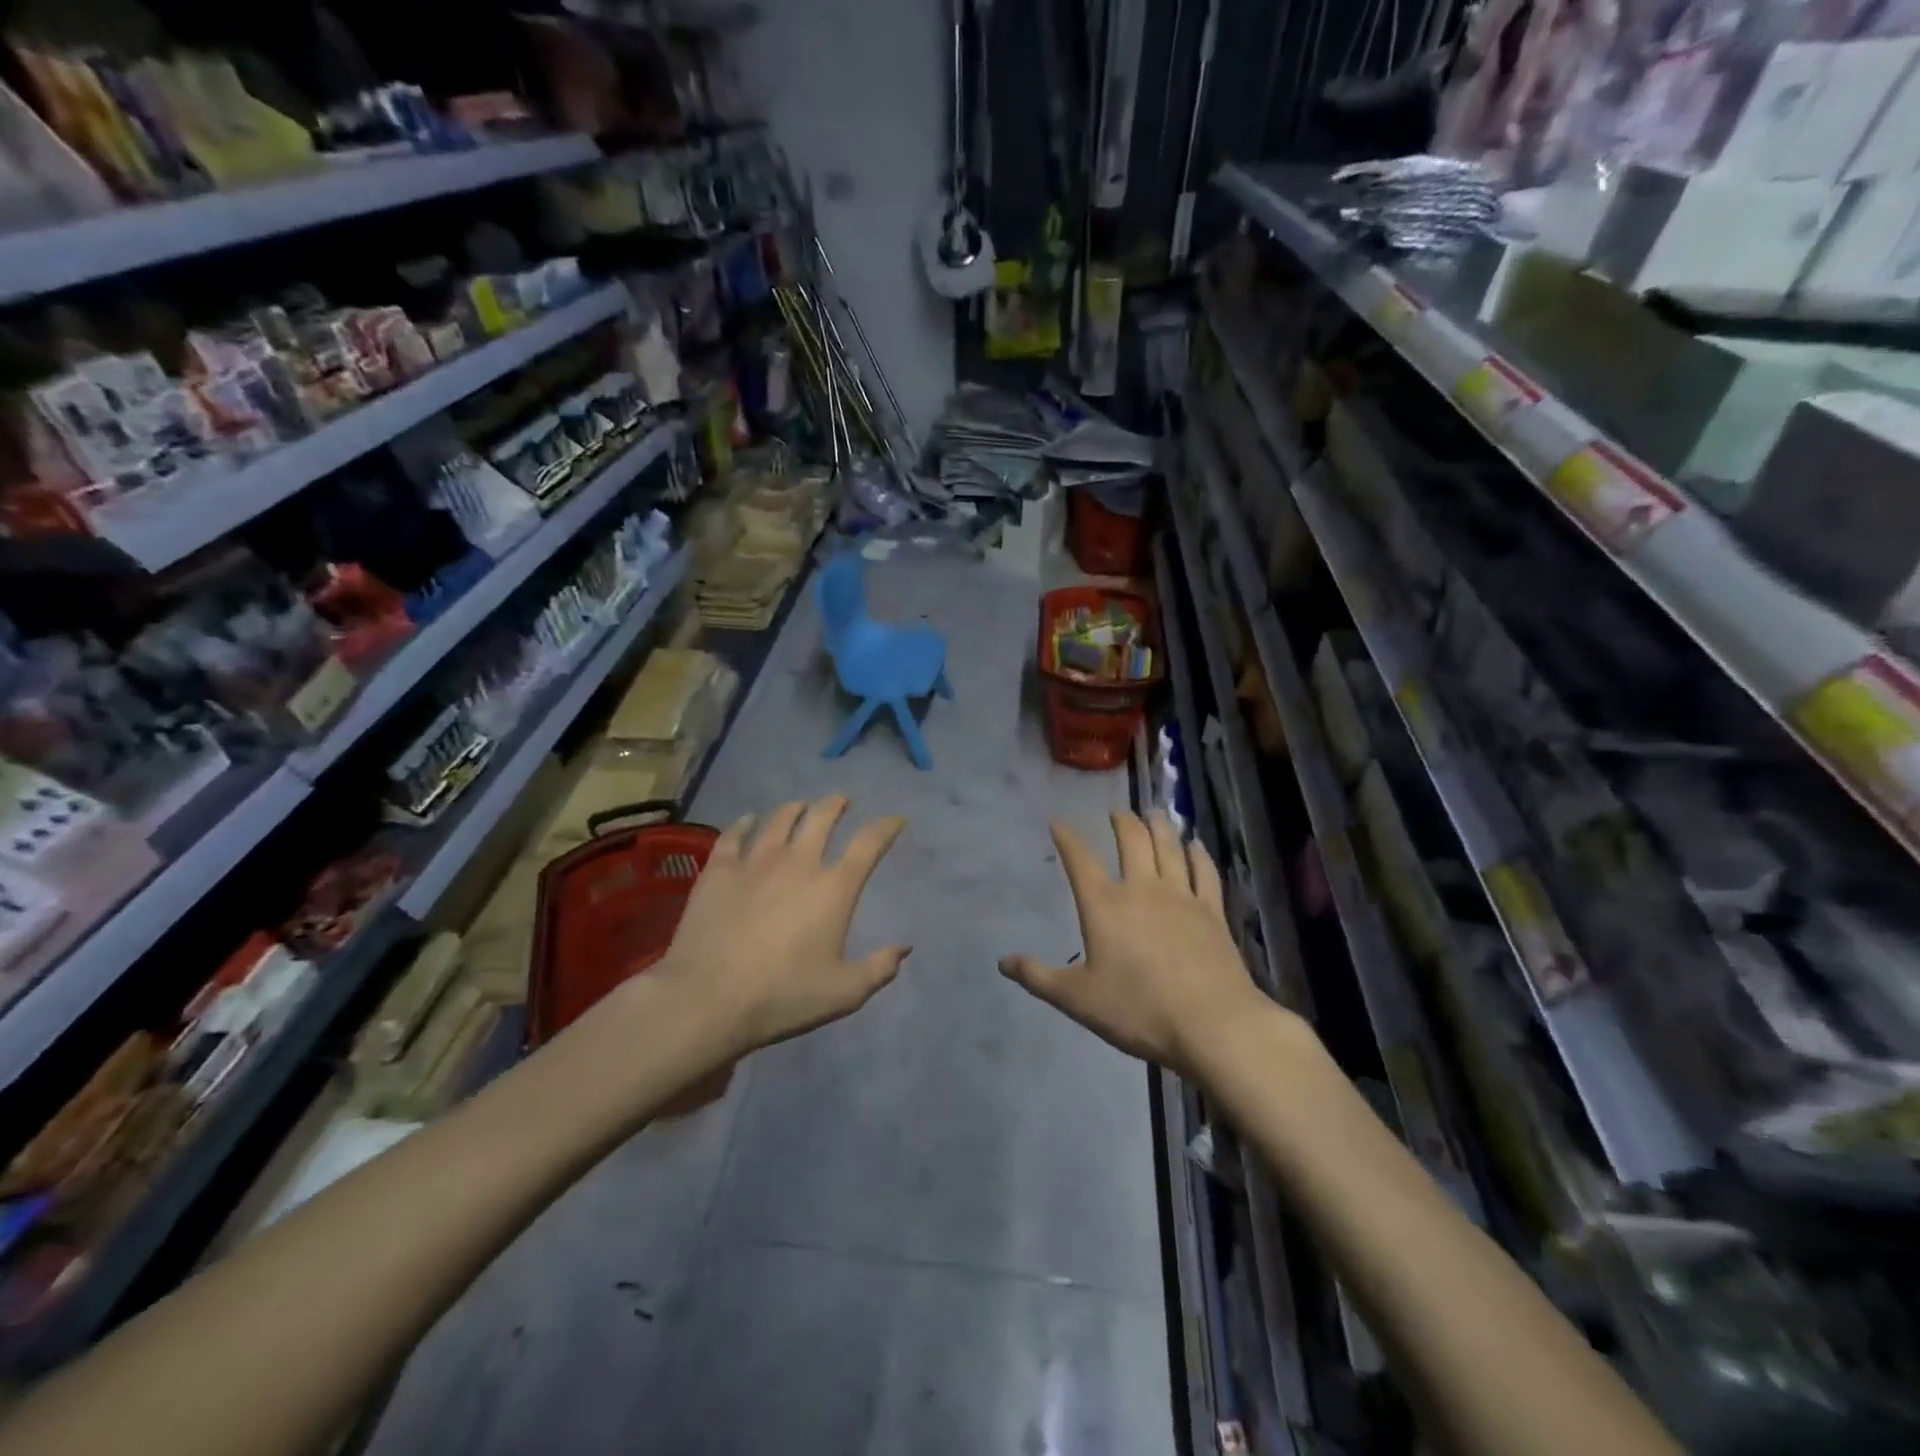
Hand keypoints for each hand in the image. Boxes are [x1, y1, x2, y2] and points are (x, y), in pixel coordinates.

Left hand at [649, 797, 907, 1055]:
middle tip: (842, 801)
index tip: (894, 820)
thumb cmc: (782, 997)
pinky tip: (747, 821)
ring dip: (796, 808)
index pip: (868, 844)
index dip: (885, 827)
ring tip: (800, 806)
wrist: (708, 1000)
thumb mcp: (843, 993)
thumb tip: (904, 947)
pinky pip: (734, 835)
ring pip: (780, 819)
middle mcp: (798, 863)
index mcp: (834, 888)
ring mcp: (755, 862)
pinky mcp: (719, 870)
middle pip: (822, 817)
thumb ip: (879, 968)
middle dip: (836, 804)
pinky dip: (745, 824)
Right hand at [1001, 812, 1274, 1077]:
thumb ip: (1039, 977)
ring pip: (1169, 847)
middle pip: (1132, 841)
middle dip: (1122, 821)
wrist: (1212, 1024)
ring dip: (1159, 826)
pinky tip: (1195, 844)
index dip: (1067, 838)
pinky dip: (1198, 853)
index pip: (1080, 860)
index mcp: (1104, 905)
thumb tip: (1003, 962)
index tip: (1058, 822)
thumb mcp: (1077, 1000)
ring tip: (1154, 813)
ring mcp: (1181, 897)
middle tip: (1117, 812)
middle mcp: (1142, 889)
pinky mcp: (1212, 912)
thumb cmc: (1138, 1011)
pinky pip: (1204, 871)